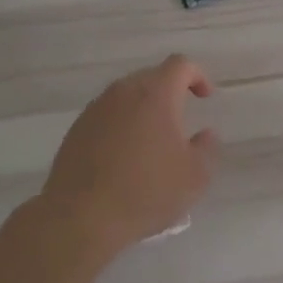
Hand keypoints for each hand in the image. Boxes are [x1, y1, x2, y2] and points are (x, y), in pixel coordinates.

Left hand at [40, 55, 218, 253]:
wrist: (82, 217)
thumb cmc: (146, 192)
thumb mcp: (194, 176)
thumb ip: (206, 148)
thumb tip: (205, 134)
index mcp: (155, 95)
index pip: (180, 65)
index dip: (197, 76)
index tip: (205, 98)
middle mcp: (122, 93)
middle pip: (150, 77)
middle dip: (170, 92)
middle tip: (181, 120)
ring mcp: (95, 110)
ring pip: (126, 96)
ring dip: (143, 109)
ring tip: (152, 140)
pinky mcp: (76, 130)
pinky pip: (106, 116)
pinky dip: (121, 125)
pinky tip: (125, 156)